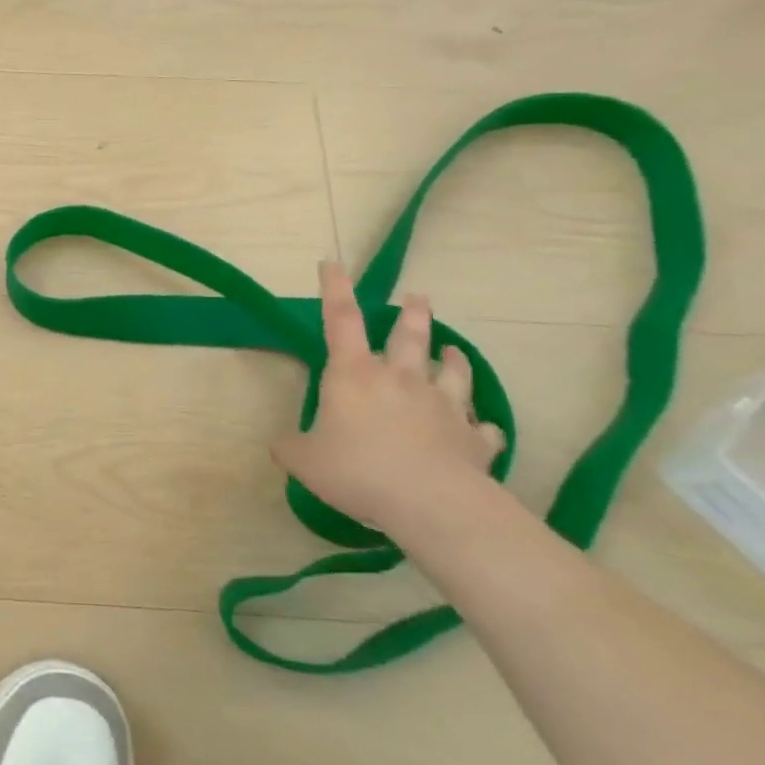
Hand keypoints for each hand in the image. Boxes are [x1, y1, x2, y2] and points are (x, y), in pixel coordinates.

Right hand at [272, 261, 504, 537]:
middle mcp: (401, 378)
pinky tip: (482, 429)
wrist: (429, 502)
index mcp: (354, 374)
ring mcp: (442, 405)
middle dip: (413, 313)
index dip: (335, 289)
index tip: (332, 263)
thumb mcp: (303, 460)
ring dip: (453, 358)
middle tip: (419, 297)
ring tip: (454, 351)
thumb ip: (290, 447)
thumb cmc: (356, 469)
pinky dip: (480, 426)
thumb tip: (282, 445)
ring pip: (453, 371)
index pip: (341, 320)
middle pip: (410, 335)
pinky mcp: (472, 438)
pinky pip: (481, 428)